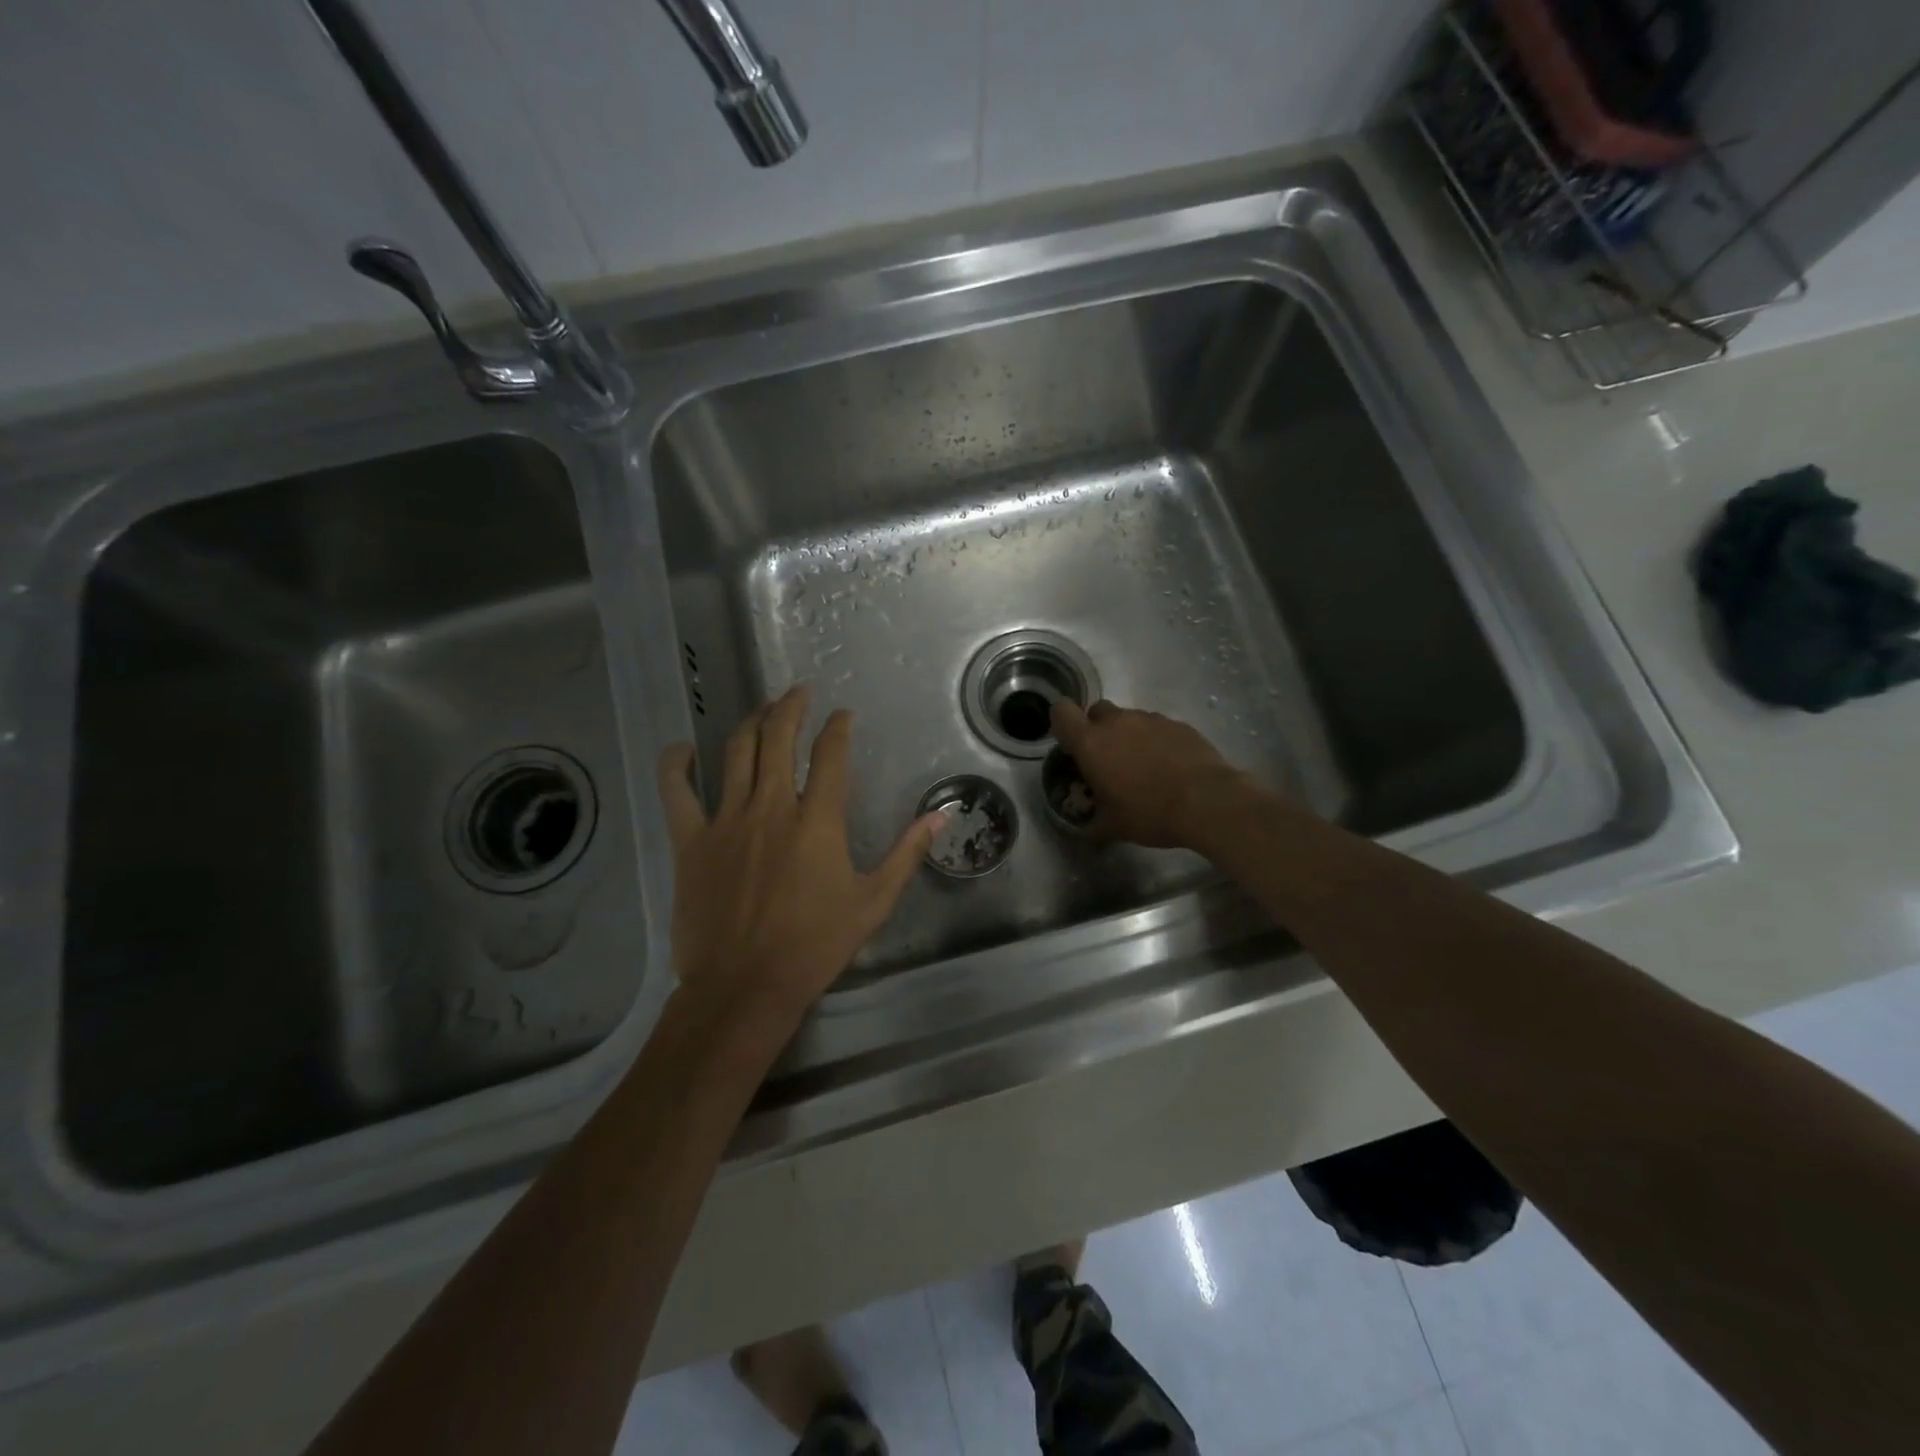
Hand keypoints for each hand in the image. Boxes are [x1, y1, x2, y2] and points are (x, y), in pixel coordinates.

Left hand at [656, 687, 940, 1041]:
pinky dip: (676, 765)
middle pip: (778, 738)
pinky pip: (677, 792)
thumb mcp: (873, 902)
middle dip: (791, 707)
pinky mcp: (691, 841)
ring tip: (762, 710)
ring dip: (751, 723)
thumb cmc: (814, 946)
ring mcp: (726, 821)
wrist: (745, 986)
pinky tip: (681, 750)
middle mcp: (771, 808)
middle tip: (799, 692)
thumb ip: (906, 854)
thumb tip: (940, 816)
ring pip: (736, 753)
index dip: (837, 727)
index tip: (843, 716)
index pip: (830, 755)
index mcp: (817, 821)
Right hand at [1049, 699, 1244, 848]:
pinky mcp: (1178, 724)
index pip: (1062, 712)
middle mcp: (1117, 722)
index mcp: (1091, 743)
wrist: (1207, 802)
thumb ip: (1091, 821)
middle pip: (1097, 711)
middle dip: (1098, 729)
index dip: (1062, 724)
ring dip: (1129, 736)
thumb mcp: (1112, 826)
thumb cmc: (1149, 813)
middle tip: (1108, 759)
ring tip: (1144, 767)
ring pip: (1129, 719)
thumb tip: (1084, 829)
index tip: (1071, 745)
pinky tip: (1169, 767)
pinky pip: (1157, 727)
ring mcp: (1151, 719)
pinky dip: (1156, 741)